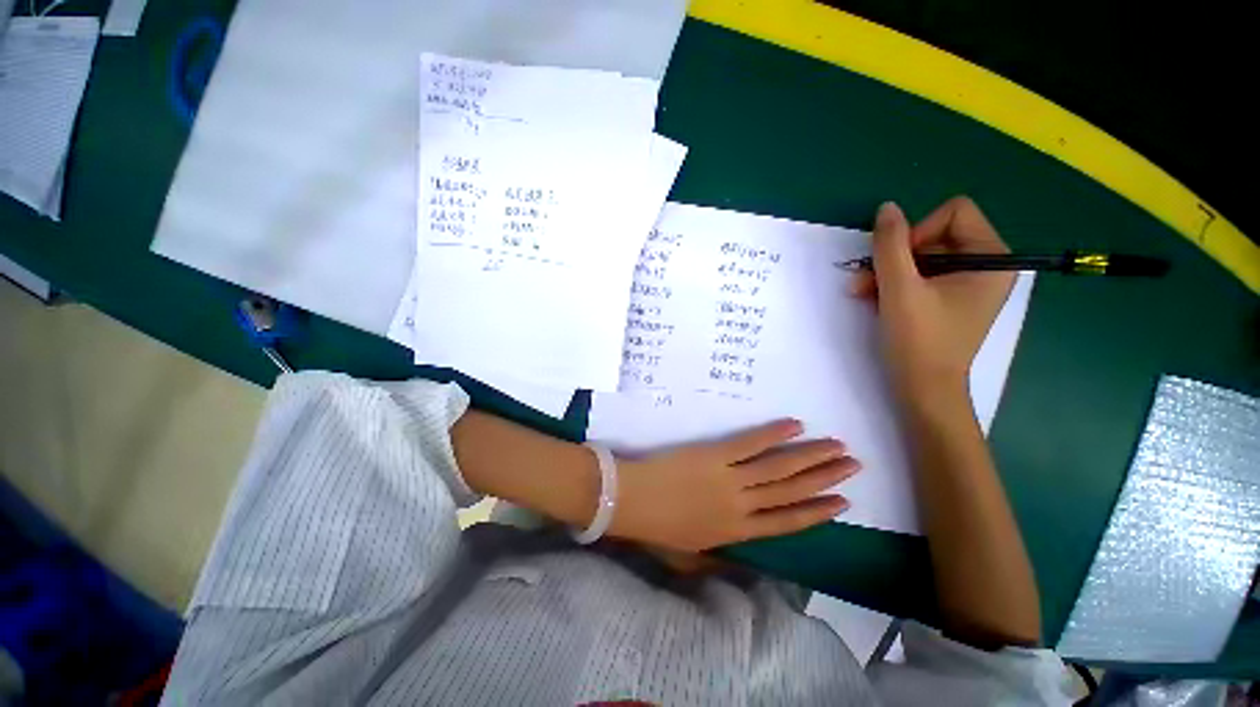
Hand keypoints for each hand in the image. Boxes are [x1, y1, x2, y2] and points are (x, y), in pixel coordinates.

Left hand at [608, 419, 859, 552]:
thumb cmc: (656, 529)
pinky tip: (795, 425)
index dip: (817, 511)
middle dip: (825, 479)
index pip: (788, 523)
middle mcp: (742, 505)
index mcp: (736, 533)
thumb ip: (716, 558)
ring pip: (779, 467)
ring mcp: (730, 478)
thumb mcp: (689, 556)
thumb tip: (739, 560)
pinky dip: (774, 433)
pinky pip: (750, 442)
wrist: (630, 500)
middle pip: (792, 491)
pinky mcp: (715, 454)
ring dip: (810, 456)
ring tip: (836, 446)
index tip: (843, 501)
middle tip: (852, 465)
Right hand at [850, 198, 1014, 397]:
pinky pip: (921, 274)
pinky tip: (874, 297)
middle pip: (935, 235)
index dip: (919, 231)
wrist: (923, 388)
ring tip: (862, 291)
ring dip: (888, 270)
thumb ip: (891, 244)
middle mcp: (986, 265)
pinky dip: (896, 283)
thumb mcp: (900, 288)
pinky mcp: (951, 298)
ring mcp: (968, 283)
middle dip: (896, 256)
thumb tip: (887, 207)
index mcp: (992, 257)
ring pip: (922, 256)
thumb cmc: (919, 339)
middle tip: (868, 279)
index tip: (900, 263)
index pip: (954, 213)